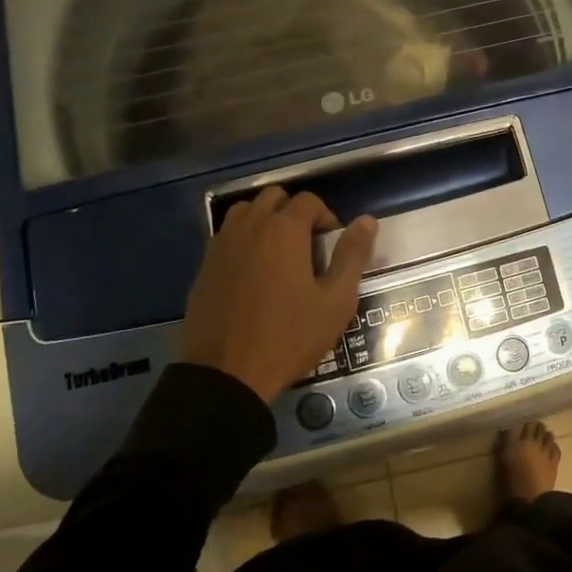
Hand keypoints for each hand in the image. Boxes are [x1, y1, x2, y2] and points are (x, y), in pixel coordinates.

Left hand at [182, 188, 377, 402]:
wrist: (225, 374)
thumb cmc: (289, 336)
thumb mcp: (335, 301)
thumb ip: (352, 255)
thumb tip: (367, 220)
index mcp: (284, 230)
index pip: (308, 201)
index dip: (326, 216)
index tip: (332, 243)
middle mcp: (250, 226)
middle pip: (274, 197)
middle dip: (294, 212)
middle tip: (308, 244)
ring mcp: (222, 244)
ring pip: (245, 211)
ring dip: (265, 220)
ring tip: (278, 252)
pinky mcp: (204, 265)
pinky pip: (226, 235)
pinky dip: (243, 239)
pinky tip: (253, 271)